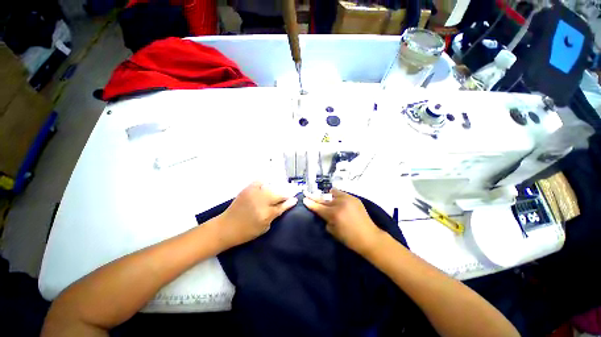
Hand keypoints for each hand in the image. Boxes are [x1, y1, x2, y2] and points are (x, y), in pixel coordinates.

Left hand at [217, 182, 297, 248]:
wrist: (226, 227)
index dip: (289, 202)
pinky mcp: (247, 189)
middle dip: (285, 194)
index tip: (295, 199)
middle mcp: (262, 202)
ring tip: (279, 190)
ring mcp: (254, 194)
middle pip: (278, 195)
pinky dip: (264, 182)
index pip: (282, 206)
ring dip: (277, 189)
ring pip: (271, 188)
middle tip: (289, 194)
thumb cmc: (246, 232)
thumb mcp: (264, 228)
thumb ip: (274, 216)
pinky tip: (267, 184)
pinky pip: (259, 181)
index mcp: (266, 214)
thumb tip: (283, 206)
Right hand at [303, 189, 383, 254]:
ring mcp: (347, 199)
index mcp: (334, 214)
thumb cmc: (350, 238)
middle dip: (314, 197)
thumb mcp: (333, 231)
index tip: (304, 199)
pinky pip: (341, 193)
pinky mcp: (354, 198)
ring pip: (332, 193)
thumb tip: (322, 212)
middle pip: (323, 199)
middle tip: (307, 193)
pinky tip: (334, 197)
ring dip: (327, 196)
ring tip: (324, 197)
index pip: (318, 207)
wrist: (369, 237)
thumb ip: (326, 220)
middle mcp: (339, 204)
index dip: (310, 204)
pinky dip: (336, 195)